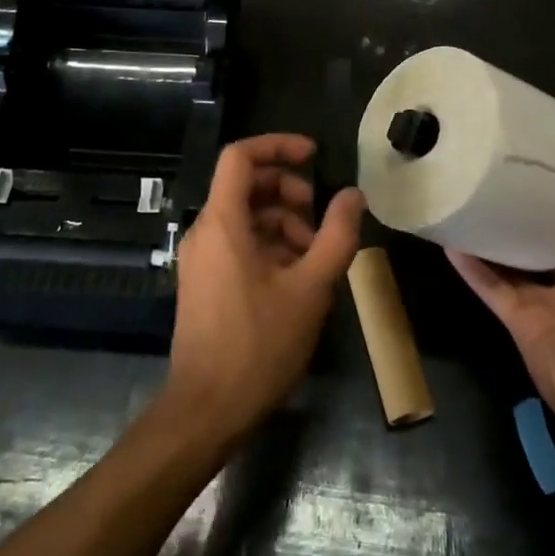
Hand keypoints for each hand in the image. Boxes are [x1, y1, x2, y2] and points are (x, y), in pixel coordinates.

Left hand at [165, 134, 362, 441]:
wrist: (207, 410)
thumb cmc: (259, 344)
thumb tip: (353, 194)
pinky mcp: (203, 282)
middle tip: (321, 217)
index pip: (240, 155)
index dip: (277, 145)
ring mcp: (200, 258)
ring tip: (315, 254)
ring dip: (282, 222)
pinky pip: (236, 243)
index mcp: (223, 221)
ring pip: (244, 217)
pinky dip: (268, 245)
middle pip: (245, 184)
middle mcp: (205, 231)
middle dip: (287, 190)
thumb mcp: (310, 288)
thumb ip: (337, 235)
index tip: (313, 155)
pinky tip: (296, 277)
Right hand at [448, 151, 554, 453]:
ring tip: (466, 195)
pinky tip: (450, 240)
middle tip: (494, 169)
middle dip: (523, 210)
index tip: (539, 157)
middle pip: (543, 237)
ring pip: (511, 260)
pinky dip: (471, 268)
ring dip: (492, 234)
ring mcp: (545, 302)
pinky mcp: (519, 323)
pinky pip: (491, 288)